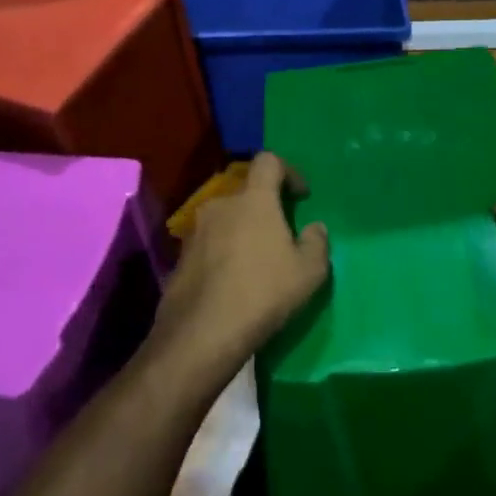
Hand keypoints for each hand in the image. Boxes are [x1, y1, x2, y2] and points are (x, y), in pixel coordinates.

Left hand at [153, 153, 330, 372]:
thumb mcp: (309, 271)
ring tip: (255, 263)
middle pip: (245, 193)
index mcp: (253, 199)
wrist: (202, 333)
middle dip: (263, 208)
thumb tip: (314, 228)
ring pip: (224, 219)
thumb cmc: (264, 292)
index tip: (300, 196)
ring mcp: (194, 231)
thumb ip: (317, 242)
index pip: (268, 161)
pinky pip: (208, 244)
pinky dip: (222, 253)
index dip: (287, 171)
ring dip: (241, 231)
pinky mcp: (179, 257)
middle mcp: (220, 205)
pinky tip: (231, 283)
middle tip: (279, 235)